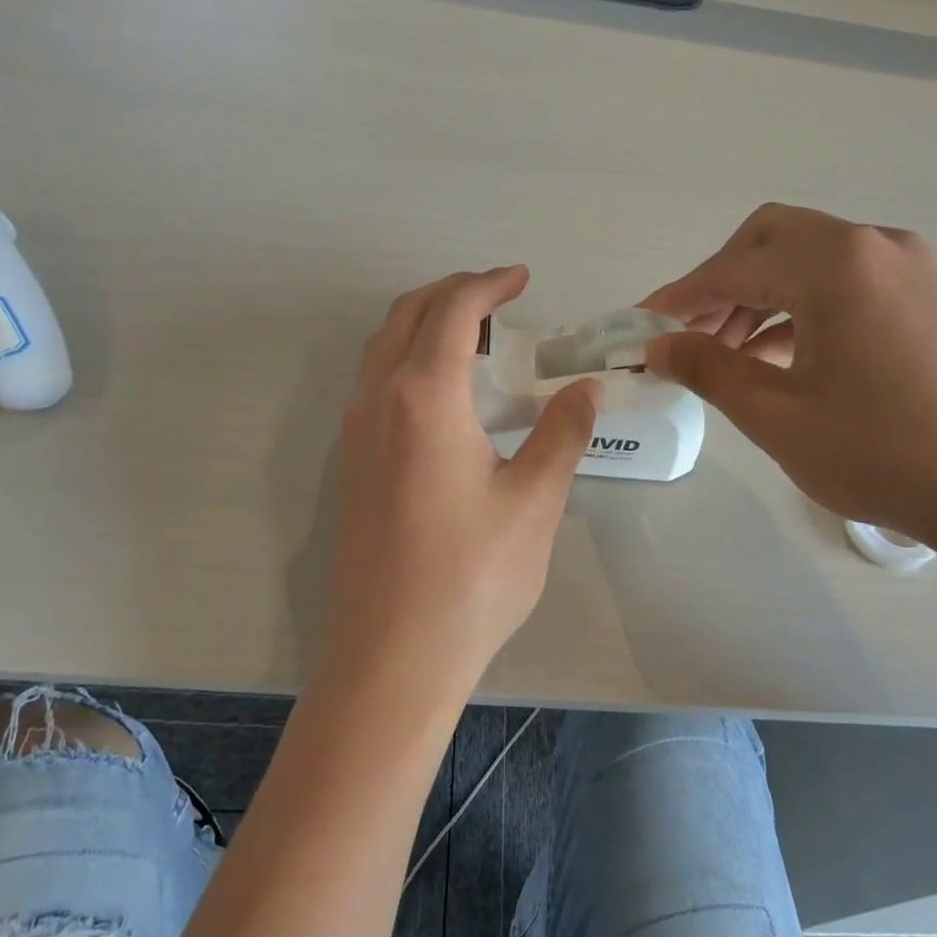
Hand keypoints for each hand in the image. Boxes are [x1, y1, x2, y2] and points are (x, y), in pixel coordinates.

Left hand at [323, 266, 601, 688]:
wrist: (392, 657)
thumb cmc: (471, 577)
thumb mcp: (534, 501)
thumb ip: (562, 433)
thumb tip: (587, 389)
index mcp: (423, 396)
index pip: (453, 311)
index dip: (489, 285)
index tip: (523, 279)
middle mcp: (377, 401)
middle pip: (407, 316)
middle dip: (453, 295)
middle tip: (501, 300)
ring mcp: (354, 434)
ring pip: (383, 350)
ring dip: (426, 327)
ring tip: (479, 342)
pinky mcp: (349, 466)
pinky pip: (375, 386)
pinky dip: (409, 363)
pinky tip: (447, 399)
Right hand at [643, 204, 936, 557]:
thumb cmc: (880, 452)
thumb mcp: (776, 415)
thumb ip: (708, 369)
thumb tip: (659, 346)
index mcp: (835, 263)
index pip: (734, 267)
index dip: (680, 296)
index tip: (640, 323)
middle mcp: (874, 245)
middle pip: (772, 240)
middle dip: (721, 282)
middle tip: (690, 332)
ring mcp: (909, 268)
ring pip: (809, 261)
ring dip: (760, 295)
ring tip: (728, 353)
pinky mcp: (928, 297)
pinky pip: (845, 283)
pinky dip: (801, 308)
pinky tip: (780, 355)